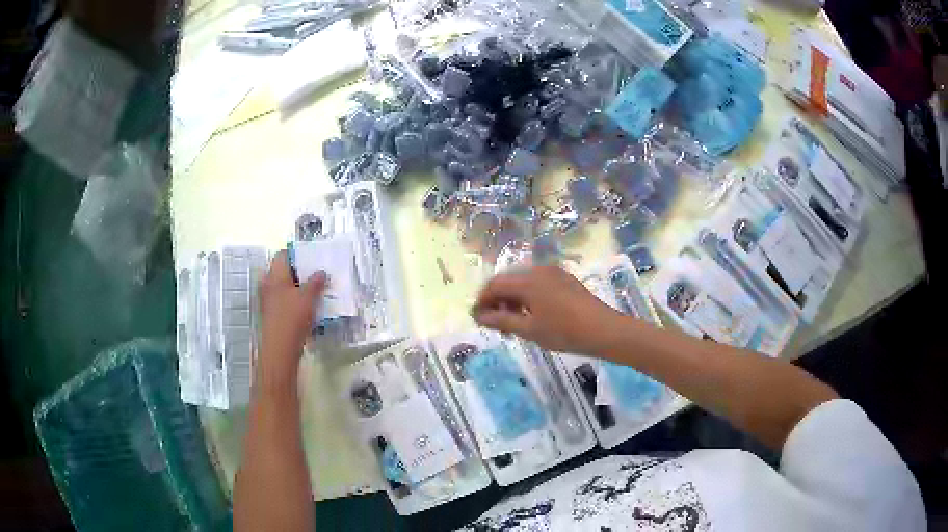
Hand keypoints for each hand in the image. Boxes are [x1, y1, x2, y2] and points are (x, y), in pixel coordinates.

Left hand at [258, 250, 326, 388]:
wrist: (280, 348)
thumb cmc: (293, 317)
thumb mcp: (309, 297)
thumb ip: (316, 282)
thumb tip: (321, 272)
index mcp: (275, 275)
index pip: (283, 255)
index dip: (297, 254)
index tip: (312, 259)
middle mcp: (268, 284)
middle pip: (283, 271)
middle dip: (299, 273)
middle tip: (315, 275)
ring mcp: (268, 300)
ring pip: (283, 288)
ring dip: (297, 288)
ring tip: (315, 292)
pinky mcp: (271, 315)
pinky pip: (283, 301)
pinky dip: (294, 301)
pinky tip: (308, 309)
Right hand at [472, 265, 623, 354]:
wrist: (604, 330)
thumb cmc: (564, 332)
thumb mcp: (529, 330)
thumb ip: (501, 321)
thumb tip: (478, 316)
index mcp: (527, 280)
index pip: (494, 284)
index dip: (482, 300)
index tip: (477, 318)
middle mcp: (538, 270)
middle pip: (508, 281)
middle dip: (497, 300)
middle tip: (494, 323)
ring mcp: (553, 273)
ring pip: (523, 282)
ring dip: (512, 299)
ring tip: (512, 322)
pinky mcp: (565, 279)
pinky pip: (537, 284)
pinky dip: (528, 297)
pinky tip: (531, 315)